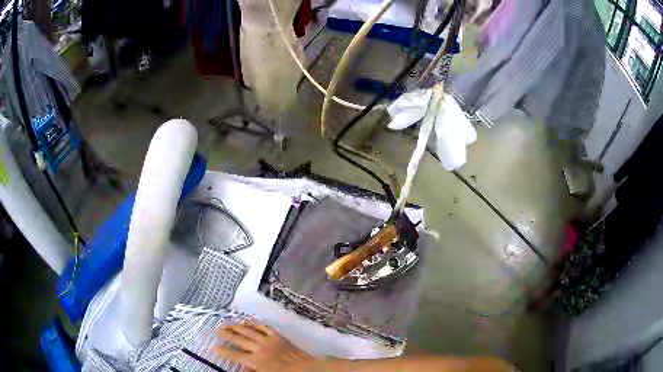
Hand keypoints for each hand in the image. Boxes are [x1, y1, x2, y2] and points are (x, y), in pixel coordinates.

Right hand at [213, 321, 318, 371]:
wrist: (307, 368)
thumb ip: (251, 371)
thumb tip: (241, 367)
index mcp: (255, 361)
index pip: (234, 354)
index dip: (222, 351)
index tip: (213, 347)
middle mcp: (259, 348)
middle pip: (238, 339)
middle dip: (226, 334)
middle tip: (216, 330)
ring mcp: (268, 340)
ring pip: (248, 330)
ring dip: (236, 326)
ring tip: (226, 322)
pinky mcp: (277, 335)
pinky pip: (262, 326)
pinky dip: (253, 323)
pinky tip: (246, 321)